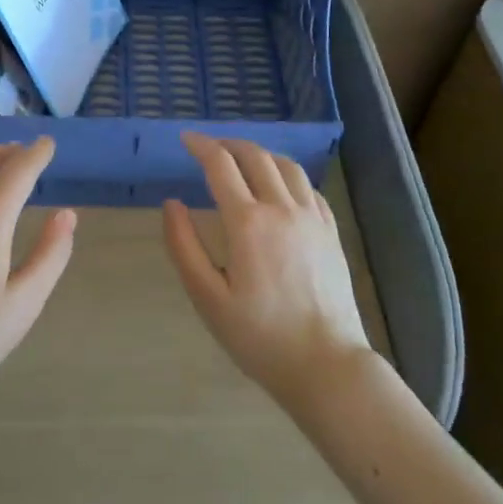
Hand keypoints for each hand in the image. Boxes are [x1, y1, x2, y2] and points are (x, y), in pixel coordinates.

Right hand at [162, 133, 370, 407]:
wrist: (326, 365)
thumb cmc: (259, 336)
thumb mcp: (207, 297)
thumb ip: (184, 246)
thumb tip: (171, 204)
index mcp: (248, 222)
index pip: (221, 165)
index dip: (201, 146)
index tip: (186, 139)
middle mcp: (282, 208)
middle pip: (255, 156)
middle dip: (228, 144)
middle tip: (209, 148)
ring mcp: (312, 218)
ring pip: (287, 165)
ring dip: (260, 153)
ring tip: (242, 160)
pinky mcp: (331, 232)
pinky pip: (309, 187)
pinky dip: (287, 175)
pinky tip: (280, 187)